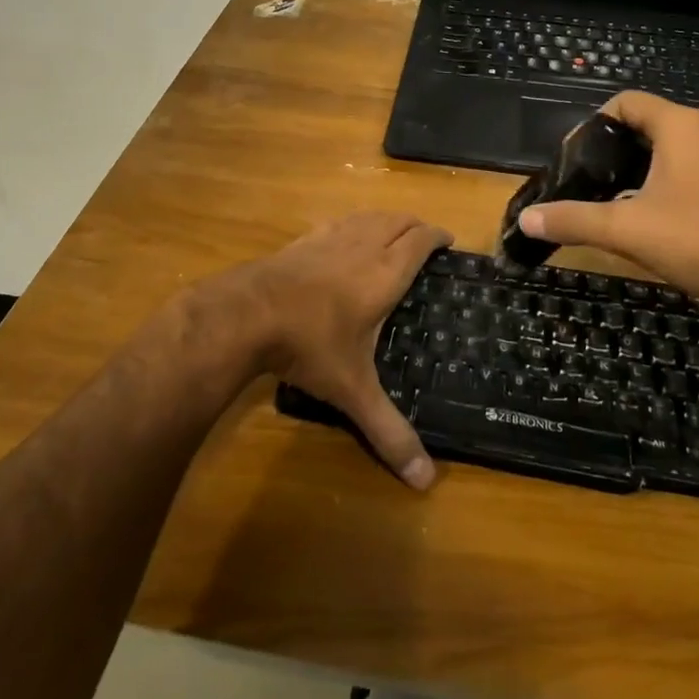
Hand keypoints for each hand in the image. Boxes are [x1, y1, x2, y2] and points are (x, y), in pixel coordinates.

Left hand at [245, 211, 449, 489]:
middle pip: (398, 220)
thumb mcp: (352, 391)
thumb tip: (426, 482)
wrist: (248, 313)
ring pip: (369, 216)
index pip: (421, 241)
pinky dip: (354, 224)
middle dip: (416, 226)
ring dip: (387, 221)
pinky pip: (339, 221)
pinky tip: (345, 239)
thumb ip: (388, 430)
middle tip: (426, 242)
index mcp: (385, 274)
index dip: (438, 236)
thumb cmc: (310, 345)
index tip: (450, 241)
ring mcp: (331, 238)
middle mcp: (363, 246)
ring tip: (392, 234)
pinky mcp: (304, 239)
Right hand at [516, 92, 698, 341]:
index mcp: (679, 126)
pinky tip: (638, 215)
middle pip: (642, 124)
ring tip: (603, 197)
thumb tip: (526, 220)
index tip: (574, 157)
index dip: (593, 123)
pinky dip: (654, 182)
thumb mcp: (624, 229)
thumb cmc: (695, 241)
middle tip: (582, 178)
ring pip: (662, 149)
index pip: (625, 102)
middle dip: (608, 148)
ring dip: (631, 167)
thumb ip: (572, 219)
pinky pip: (680, 170)